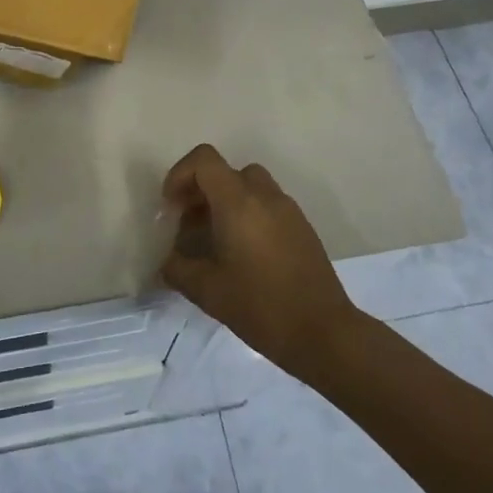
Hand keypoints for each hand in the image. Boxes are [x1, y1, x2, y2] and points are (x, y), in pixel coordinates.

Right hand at [158, 144, 362, 375]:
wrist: (323, 332)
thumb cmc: (261, 306)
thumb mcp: (207, 291)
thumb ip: (178, 269)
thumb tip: (168, 261)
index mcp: (238, 202)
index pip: (204, 160)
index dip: (180, 174)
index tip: (171, 207)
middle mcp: (265, 196)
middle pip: (226, 171)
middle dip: (201, 190)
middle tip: (188, 224)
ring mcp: (288, 209)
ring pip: (249, 186)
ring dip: (225, 201)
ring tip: (214, 238)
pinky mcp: (302, 227)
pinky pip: (267, 205)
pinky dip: (248, 214)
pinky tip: (243, 253)